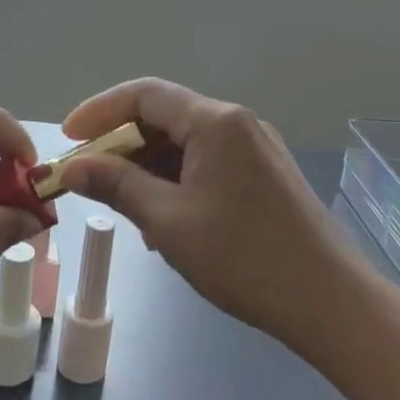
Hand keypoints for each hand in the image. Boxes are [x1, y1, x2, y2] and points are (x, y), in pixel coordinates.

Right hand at [59, 79, 369, 348]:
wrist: (333, 304)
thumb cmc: (244, 259)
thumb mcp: (168, 221)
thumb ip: (117, 185)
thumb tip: (73, 167)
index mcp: (215, 122)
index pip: (143, 95)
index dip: (98, 112)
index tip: (67, 139)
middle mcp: (238, 123)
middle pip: (164, 116)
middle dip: (120, 144)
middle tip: (88, 177)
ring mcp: (256, 149)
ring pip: (185, 143)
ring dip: (147, 166)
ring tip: (124, 206)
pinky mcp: (266, 176)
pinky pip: (207, 163)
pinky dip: (176, 180)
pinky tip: (164, 219)